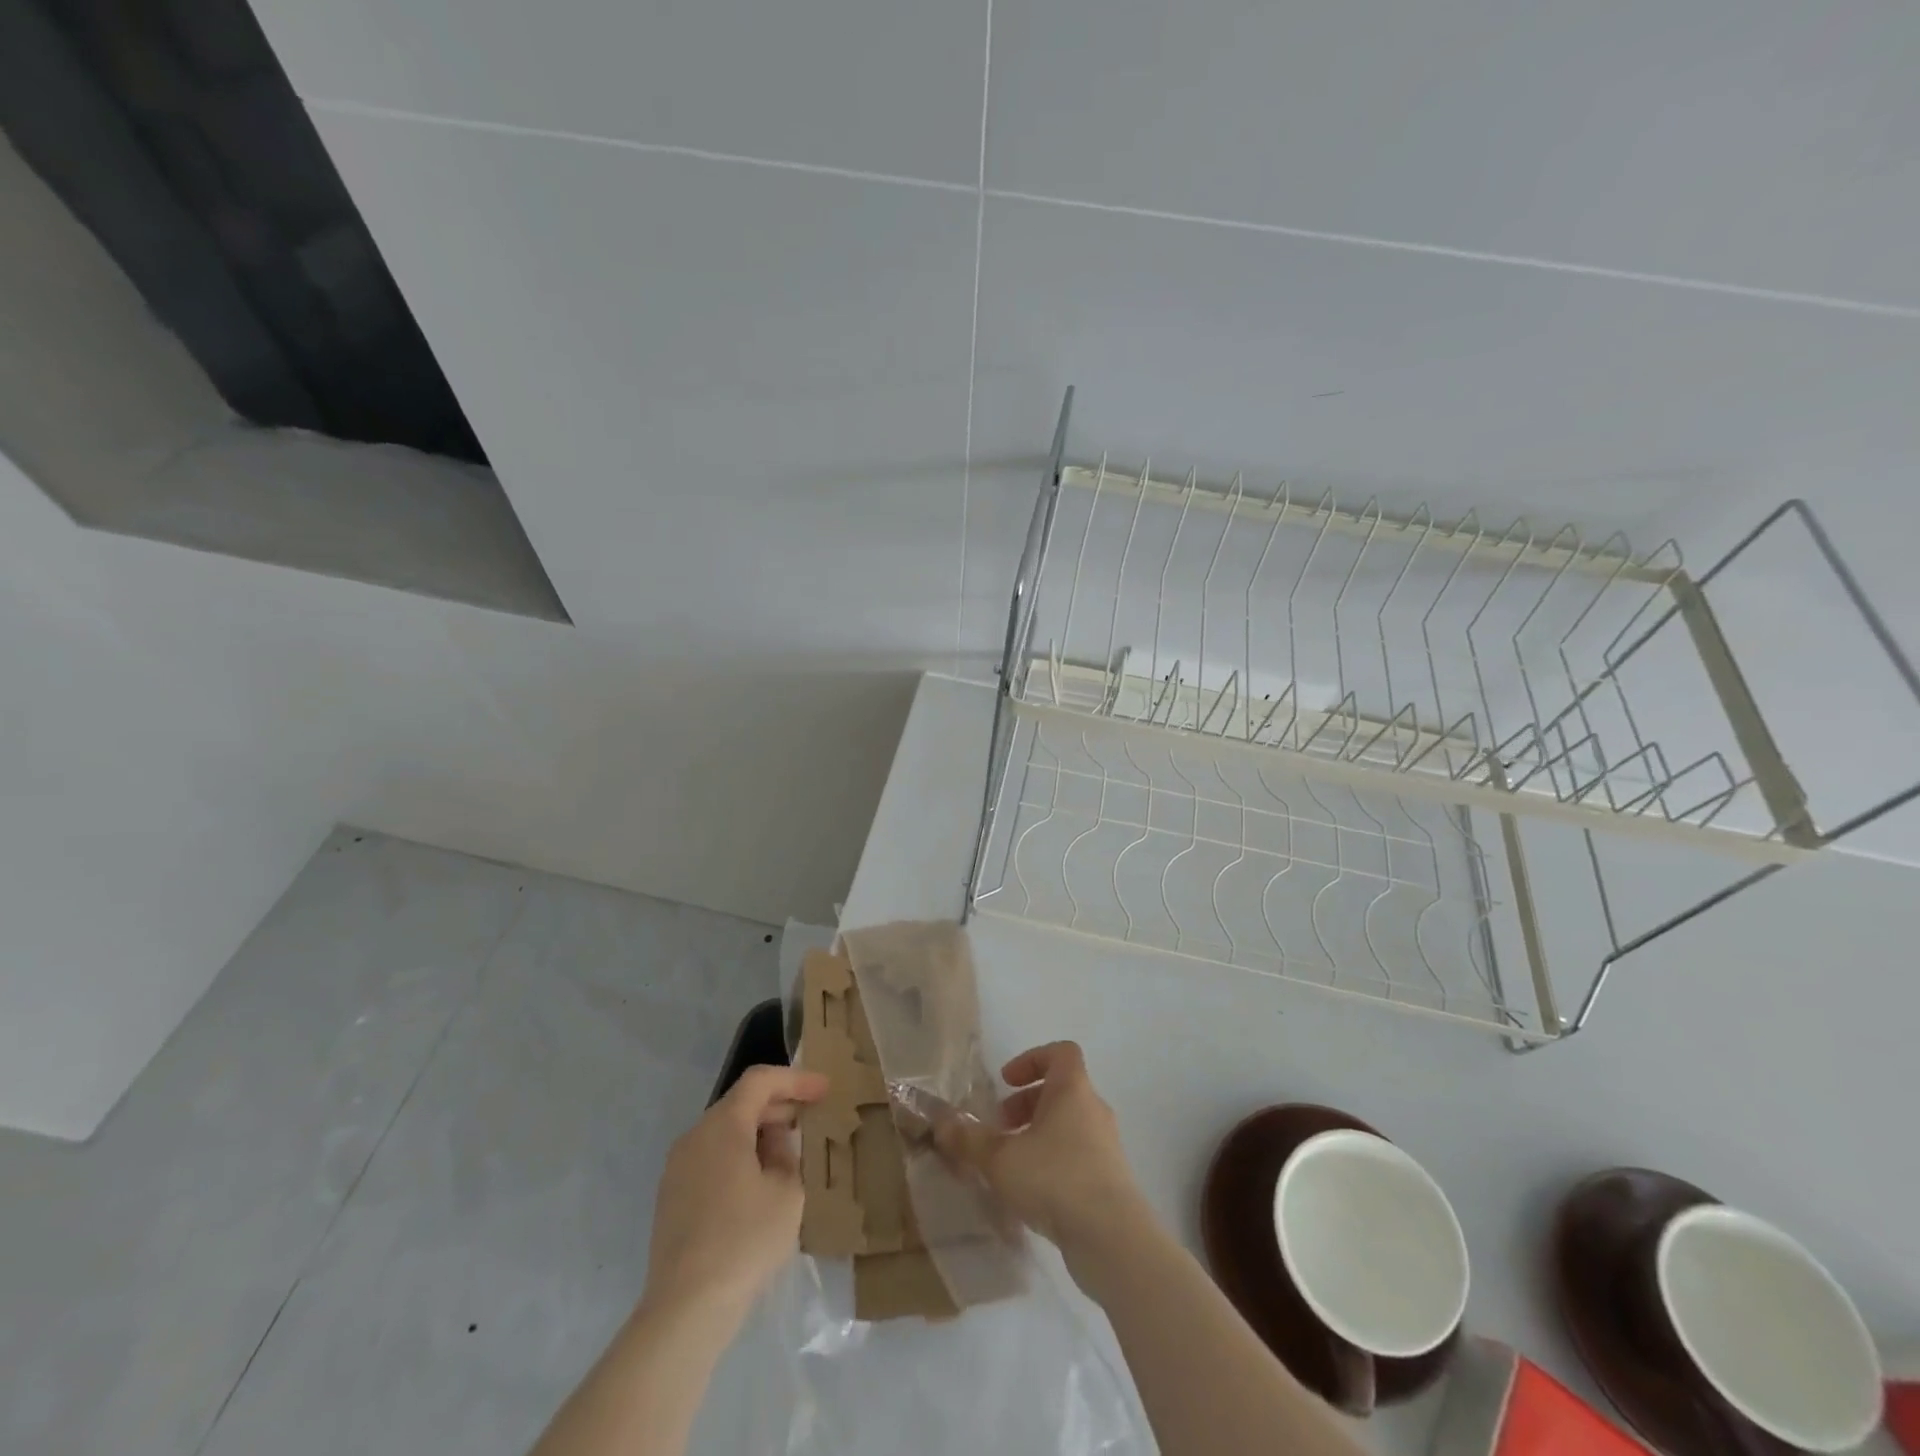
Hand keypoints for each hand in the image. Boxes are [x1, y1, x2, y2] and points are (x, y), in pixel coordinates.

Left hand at [642, 1065, 827, 1325]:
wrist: (685, 1309)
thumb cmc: (744, 1241)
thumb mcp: (787, 1193)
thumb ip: (787, 1156)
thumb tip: (775, 1146)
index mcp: (723, 1125)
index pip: (760, 1081)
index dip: (795, 1079)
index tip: (824, 1090)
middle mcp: (695, 1136)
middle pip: (740, 1104)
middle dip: (779, 1106)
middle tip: (811, 1119)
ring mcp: (678, 1168)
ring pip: (725, 1132)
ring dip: (759, 1133)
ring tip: (790, 1153)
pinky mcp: (672, 1198)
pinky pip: (712, 1159)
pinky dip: (739, 1156)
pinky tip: (760, 1184)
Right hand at [934, 1041, 1142, 1248]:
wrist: (1113, 1239)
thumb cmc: (1055, 1179)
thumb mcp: (1000, 1158)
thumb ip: (968, 1139)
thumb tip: (941, 1123)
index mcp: (1072, 1090)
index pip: (1061, 1052)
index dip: (1031, 1059)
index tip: (1005, 1082)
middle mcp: (1093, 1110)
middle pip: (1060, 1090)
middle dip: (1025, 1104)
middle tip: (1000, 1128)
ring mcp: (1106, 1146)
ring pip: (1068, 1125)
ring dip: (1037, 1135)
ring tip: (1009, 1164)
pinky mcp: (1110, 1180)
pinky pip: (1077, 1155)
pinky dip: (1052, 1162)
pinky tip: (1030, 1193)